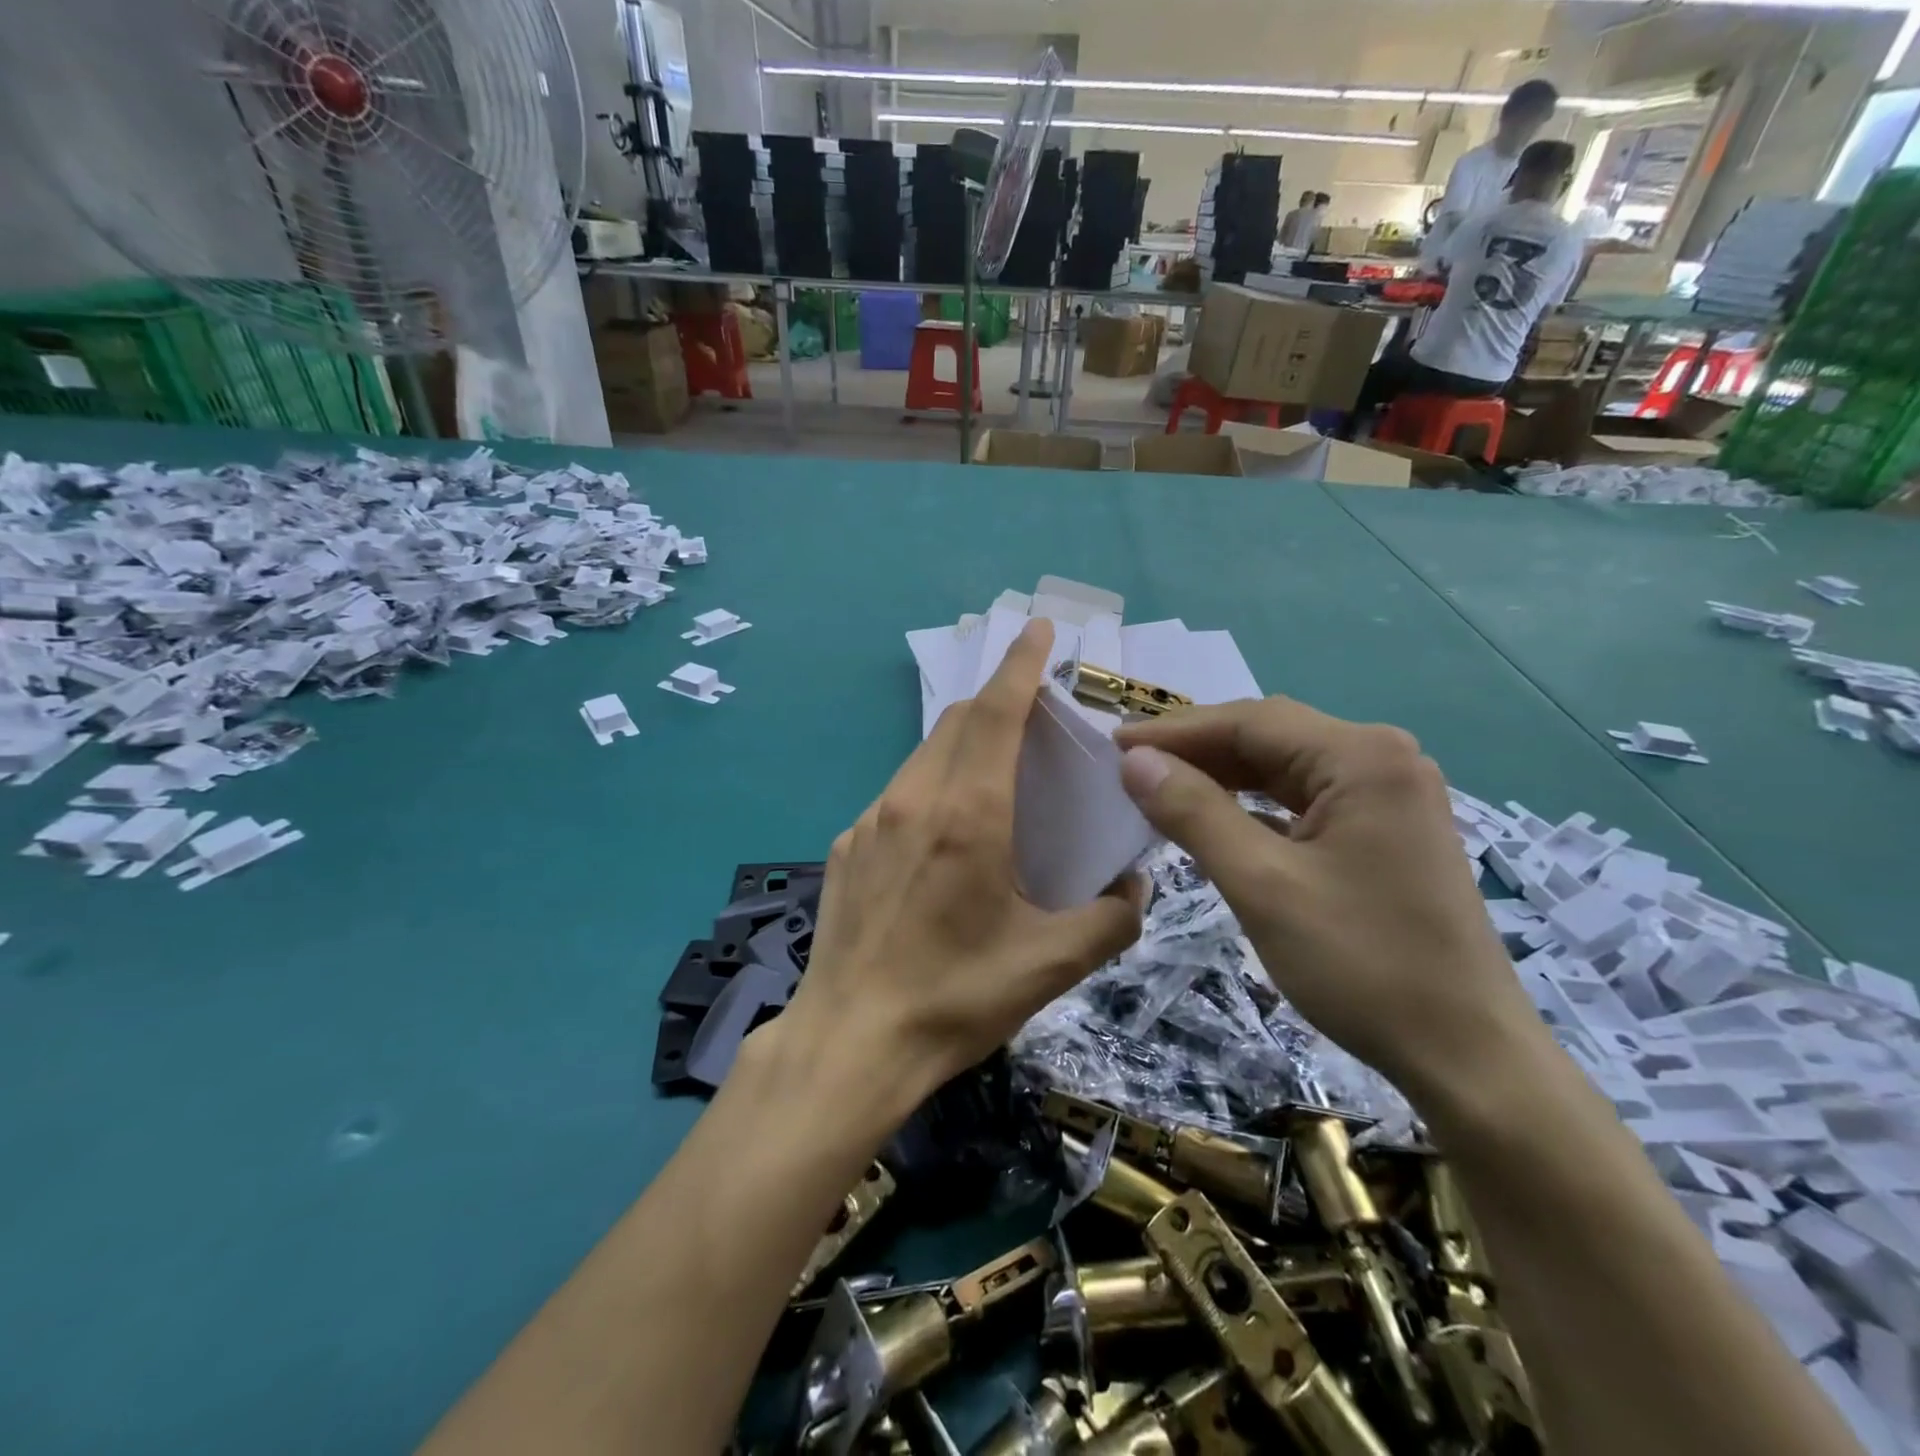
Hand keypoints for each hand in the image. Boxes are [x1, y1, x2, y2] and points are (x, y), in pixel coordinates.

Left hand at [782, 617, 1144, 1107]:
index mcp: (968, 815)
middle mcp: (914, 801)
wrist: (851, 1043)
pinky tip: (944, 831)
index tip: (1038, 630)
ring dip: (964, 741)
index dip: (1022, 664)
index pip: (997, 712)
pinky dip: (932, 785)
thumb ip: (1110, 919)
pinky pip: (898, 793)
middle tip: (1034, 711)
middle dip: (998, 699)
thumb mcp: (1050, 965)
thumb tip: (1133, 888)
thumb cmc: (955, 998)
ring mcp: (871, 821)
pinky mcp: (847, 846)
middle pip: (959, 721)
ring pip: (925, 754)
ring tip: (995, 769)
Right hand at [1114, 698, 1541, 1101]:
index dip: (1174, 731)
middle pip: (1269, 736)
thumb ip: (1194, 813)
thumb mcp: (1262, 885)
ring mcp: (1388, 795)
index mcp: (1362, 757)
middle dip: (1196, 750)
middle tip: (1128, 766)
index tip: (1112, 744)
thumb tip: (1134, 761)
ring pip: (1284, 767)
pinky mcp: (1384, 830)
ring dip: (1222, 776)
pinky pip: (1303, 800)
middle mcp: (1382, 759)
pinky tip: (1215, 818)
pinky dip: (1253, 805)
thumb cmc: (1362, 965)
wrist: (1467, 1056)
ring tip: (1159, 786)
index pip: (1248, 722)